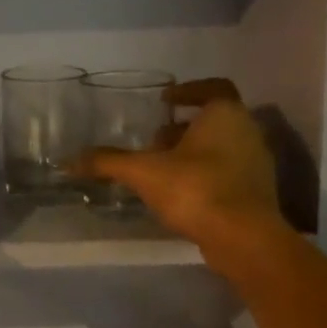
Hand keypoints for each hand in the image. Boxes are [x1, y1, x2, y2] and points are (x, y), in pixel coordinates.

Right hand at [80, 78, 285, 249]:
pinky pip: (229, 173)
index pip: (213, 87)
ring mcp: (257, 164)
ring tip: (161, 168)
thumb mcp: (143, 172)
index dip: (188, 91)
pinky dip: (206, 175)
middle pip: (215, 119)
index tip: (165, 100)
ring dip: (194, 152)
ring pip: (223, 147)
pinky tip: (180, 194)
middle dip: (183, 127)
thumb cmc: (196, 189)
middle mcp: (248, 132)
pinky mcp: (258, 193)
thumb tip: (68, 161)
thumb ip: (108, 162)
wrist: (244, 239)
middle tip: (154, 140)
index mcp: (226, 114)